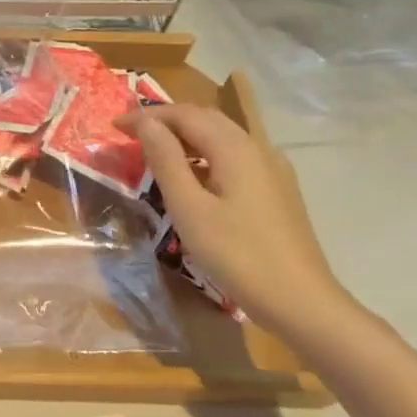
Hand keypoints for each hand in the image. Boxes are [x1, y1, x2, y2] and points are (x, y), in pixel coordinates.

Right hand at [117, 104, 351, 338]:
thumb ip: (166, 160)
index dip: (147, 115)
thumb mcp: (189, 208)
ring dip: (186, 136)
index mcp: (234, 148)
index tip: (115, 127)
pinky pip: (235, 156)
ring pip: (223, 136)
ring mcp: (272, 169)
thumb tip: (146, 123)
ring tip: (156, 151)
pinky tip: (194, 176)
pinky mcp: (277, 190)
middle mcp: (257, 148)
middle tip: (131, 134)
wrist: (301, 301)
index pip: (184, 115)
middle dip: (167, 120)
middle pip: (207, 119)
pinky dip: (206, 153)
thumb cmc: (237, 254)